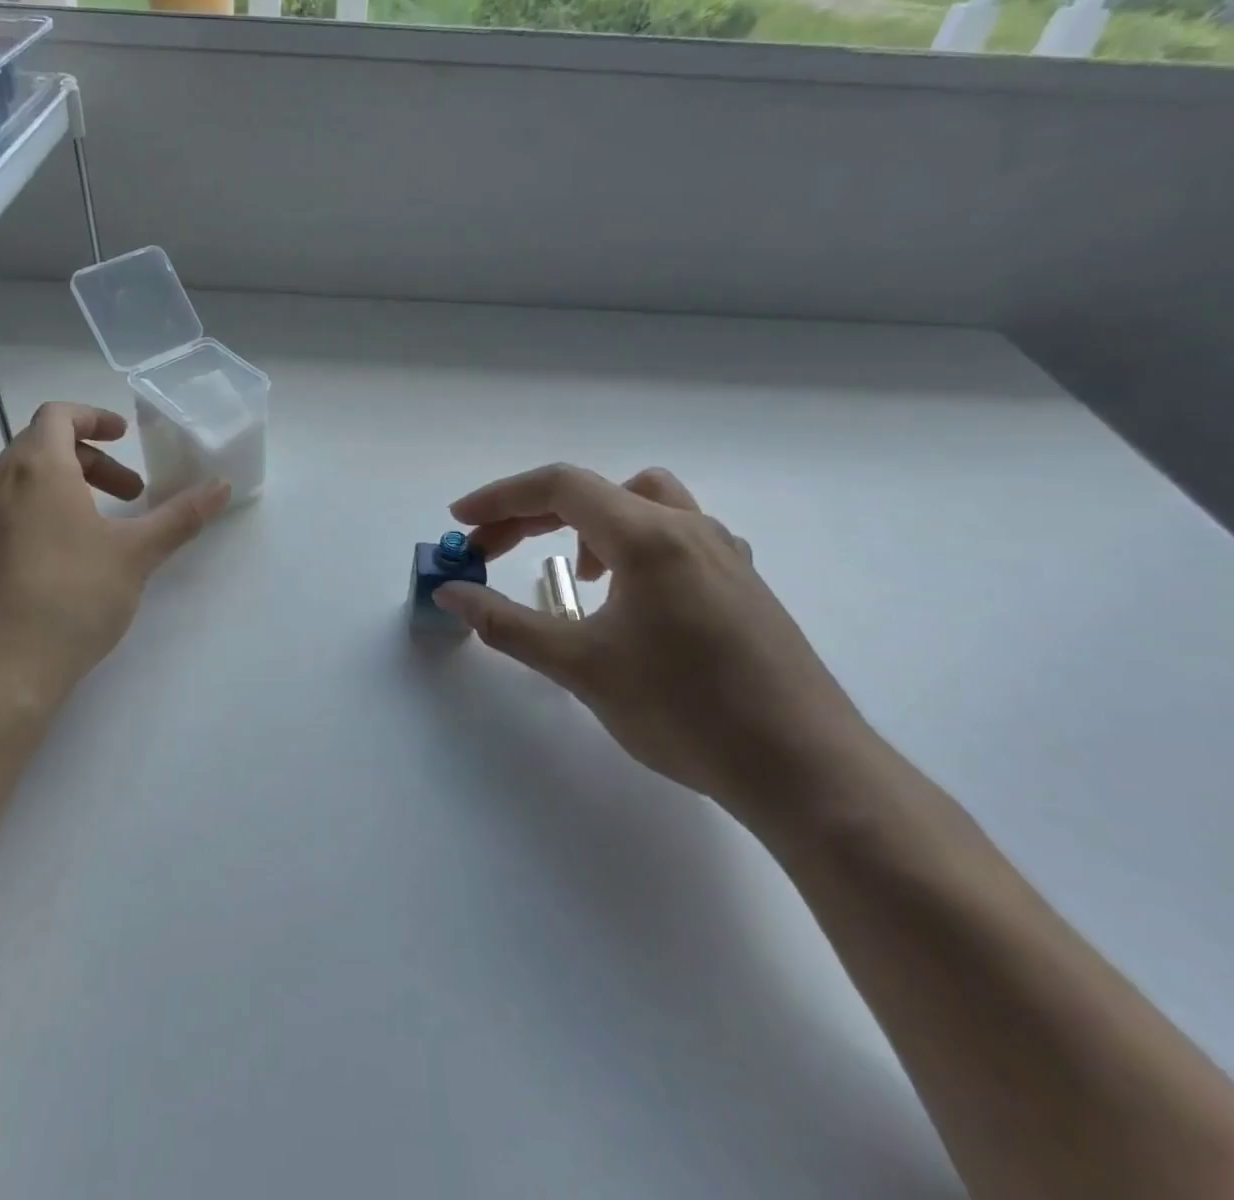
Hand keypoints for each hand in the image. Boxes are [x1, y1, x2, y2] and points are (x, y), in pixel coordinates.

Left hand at [0, 402, 228, 729]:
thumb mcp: (137, 554)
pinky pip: (10, 514)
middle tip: (131, 492)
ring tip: (105, 527)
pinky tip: (70, 560)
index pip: (57, 415)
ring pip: (25, 482)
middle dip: (92, 461)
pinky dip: (44, 513)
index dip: (94, 417)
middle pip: (43, 447)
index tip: (125, 437)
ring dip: (69, 488)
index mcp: (36, 468)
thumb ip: (181, 516)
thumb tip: (222, 486)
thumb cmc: (72, 596)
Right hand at [433, 463, 871, 820]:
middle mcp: (688, 527)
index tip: (460, 523)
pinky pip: (673, 533)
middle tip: (490, 551)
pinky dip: (630, 543)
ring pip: (642, 502)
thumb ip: (506, 623)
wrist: (806, 771)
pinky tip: (628, 596)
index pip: (559, 486)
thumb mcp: (580, 667)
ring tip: (573, 573)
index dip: (500, 498)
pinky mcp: (741, 581)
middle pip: (594, 491)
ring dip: (588, 522)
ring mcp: (723, 552)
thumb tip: (450, 593)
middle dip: (531, 514)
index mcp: (649, 536)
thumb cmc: (685, 712)